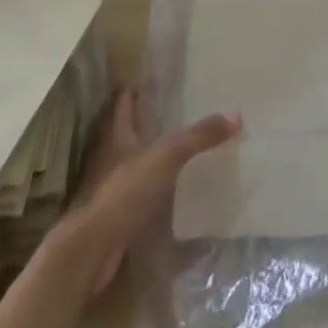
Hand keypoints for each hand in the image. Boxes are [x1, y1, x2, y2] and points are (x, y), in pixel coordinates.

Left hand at [51, 88, 241, 292]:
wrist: (91, 251)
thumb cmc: (123, 192)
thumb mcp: (166, 156)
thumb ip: (199, 136)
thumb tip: (236, 114)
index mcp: (117, 134)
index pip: (125, 100)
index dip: (139, 87)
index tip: (160, 77)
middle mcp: (112, 156)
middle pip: (131, 129)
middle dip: (151, 119)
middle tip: (182, 108)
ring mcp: (114, 186)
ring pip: (137, 161)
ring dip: (156, 154)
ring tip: (186, 145)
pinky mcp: (120, 214)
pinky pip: (143, 192)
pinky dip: (159, 187)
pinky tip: (179, 188)